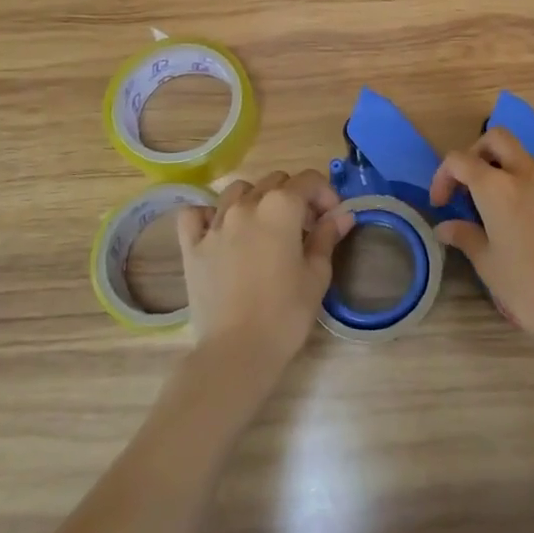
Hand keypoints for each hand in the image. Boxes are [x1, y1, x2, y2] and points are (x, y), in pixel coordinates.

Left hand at [177, 170, 349, 371]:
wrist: (237, 351)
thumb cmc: (286, 313)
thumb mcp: (317, 274)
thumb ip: (327, 237)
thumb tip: (342, 215)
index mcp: (281, 207)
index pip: (308, 180)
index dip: (326, 194)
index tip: (332, 219)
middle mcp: (246, 205)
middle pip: (274, 181)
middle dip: (295, 195)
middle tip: (305, 227)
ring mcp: (215, 224)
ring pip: (237, 190)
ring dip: (256, 199)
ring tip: (265, 226)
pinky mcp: (192, 246)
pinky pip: (195, 214)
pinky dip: (208, 214)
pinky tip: (220, 230)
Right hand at [430, 131, 533, 348]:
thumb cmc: (527, 287)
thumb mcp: (487, 264)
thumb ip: (465, 237)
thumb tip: (446, 227)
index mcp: (497, 188)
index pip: (459, 160)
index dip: (444, 176)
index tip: (442, 203)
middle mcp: (528, 175)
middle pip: (498, 139)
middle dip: (479, 152)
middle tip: (472, 184)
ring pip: (529, 162)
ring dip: (511, 175)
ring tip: (507, 214)